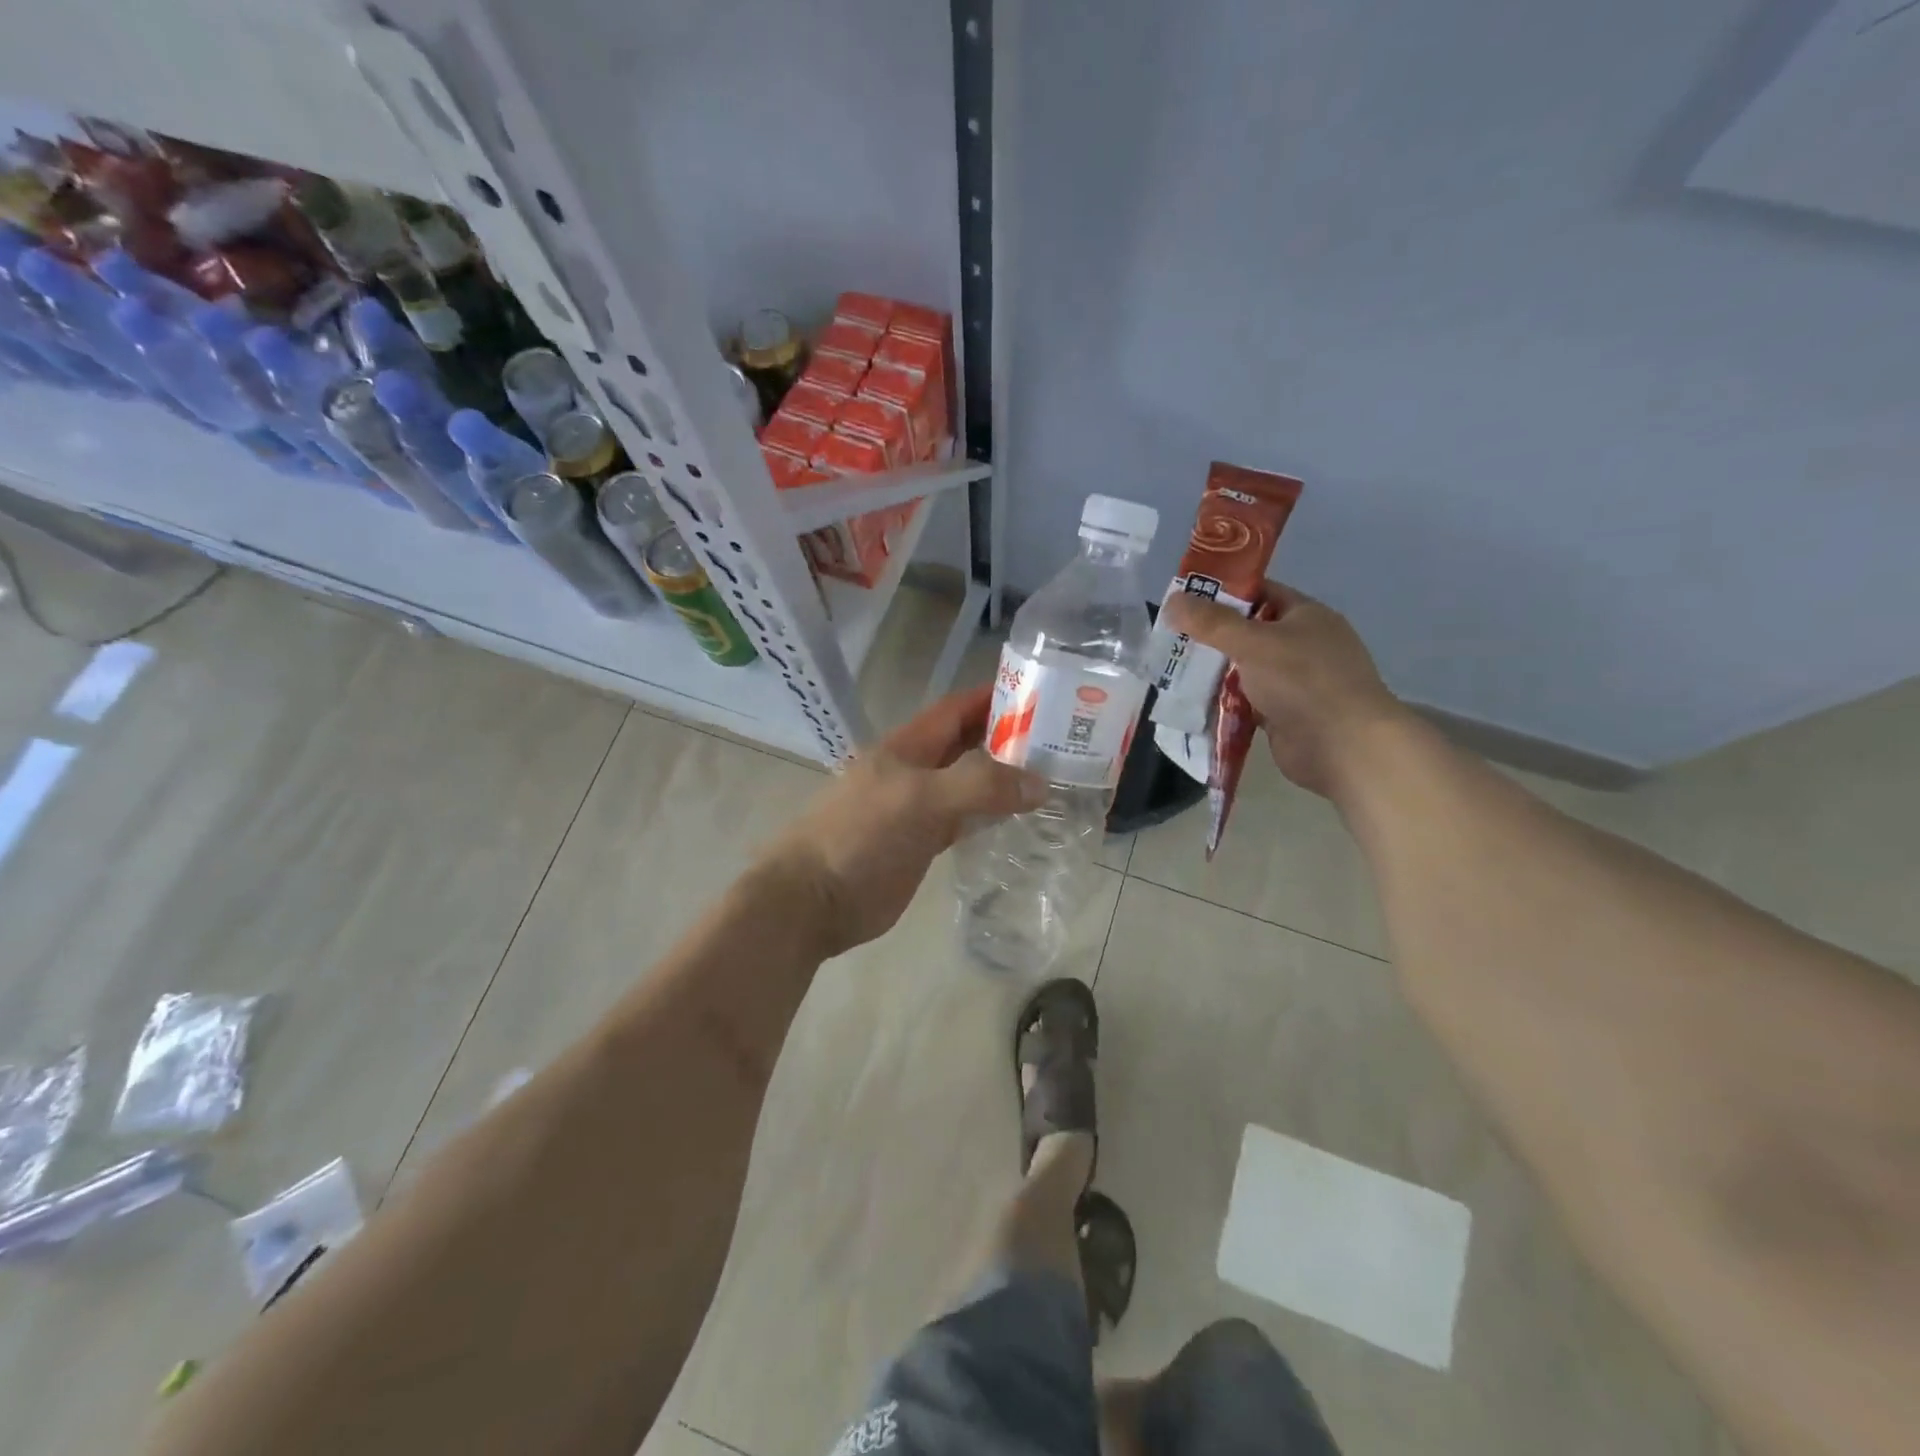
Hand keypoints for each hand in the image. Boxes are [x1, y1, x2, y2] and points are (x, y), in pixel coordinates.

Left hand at [766, 685, 1046, 956]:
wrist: (814, 900)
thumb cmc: (861, 836)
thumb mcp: (920, 799)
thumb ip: (979, 786)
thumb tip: (1040, 783)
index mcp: (907, 747)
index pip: (957, 709)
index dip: (993, 696)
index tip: (1041, 693)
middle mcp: (915, 771)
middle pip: (967, 744)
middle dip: (1007, 737)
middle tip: (1061, 739)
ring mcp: (918, 809)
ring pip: (969, 783)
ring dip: (1003, 778)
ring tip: (1053, 775)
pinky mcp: (922, 843)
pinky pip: (965, 820)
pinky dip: (991, 815)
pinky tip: (1020, 818)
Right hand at [1164, 580, 1406, 798]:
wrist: (1343, 747)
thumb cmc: (1303, 681)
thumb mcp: (1253, 643)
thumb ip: (1211, 622)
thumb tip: (1173, 600)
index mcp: (1306, 616)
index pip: (1261, 593)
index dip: (1223, 594)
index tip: (1184, 601)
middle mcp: (1303, 645)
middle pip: (1249, 633)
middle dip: (1211, 638)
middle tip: (1171, 639)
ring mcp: (1296, 683)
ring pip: (1246, 671)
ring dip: (1215, 673)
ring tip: (1172, 672)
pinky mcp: (1285, 715)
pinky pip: (1247, 703)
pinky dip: (1225, 704)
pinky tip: (1194, 704)